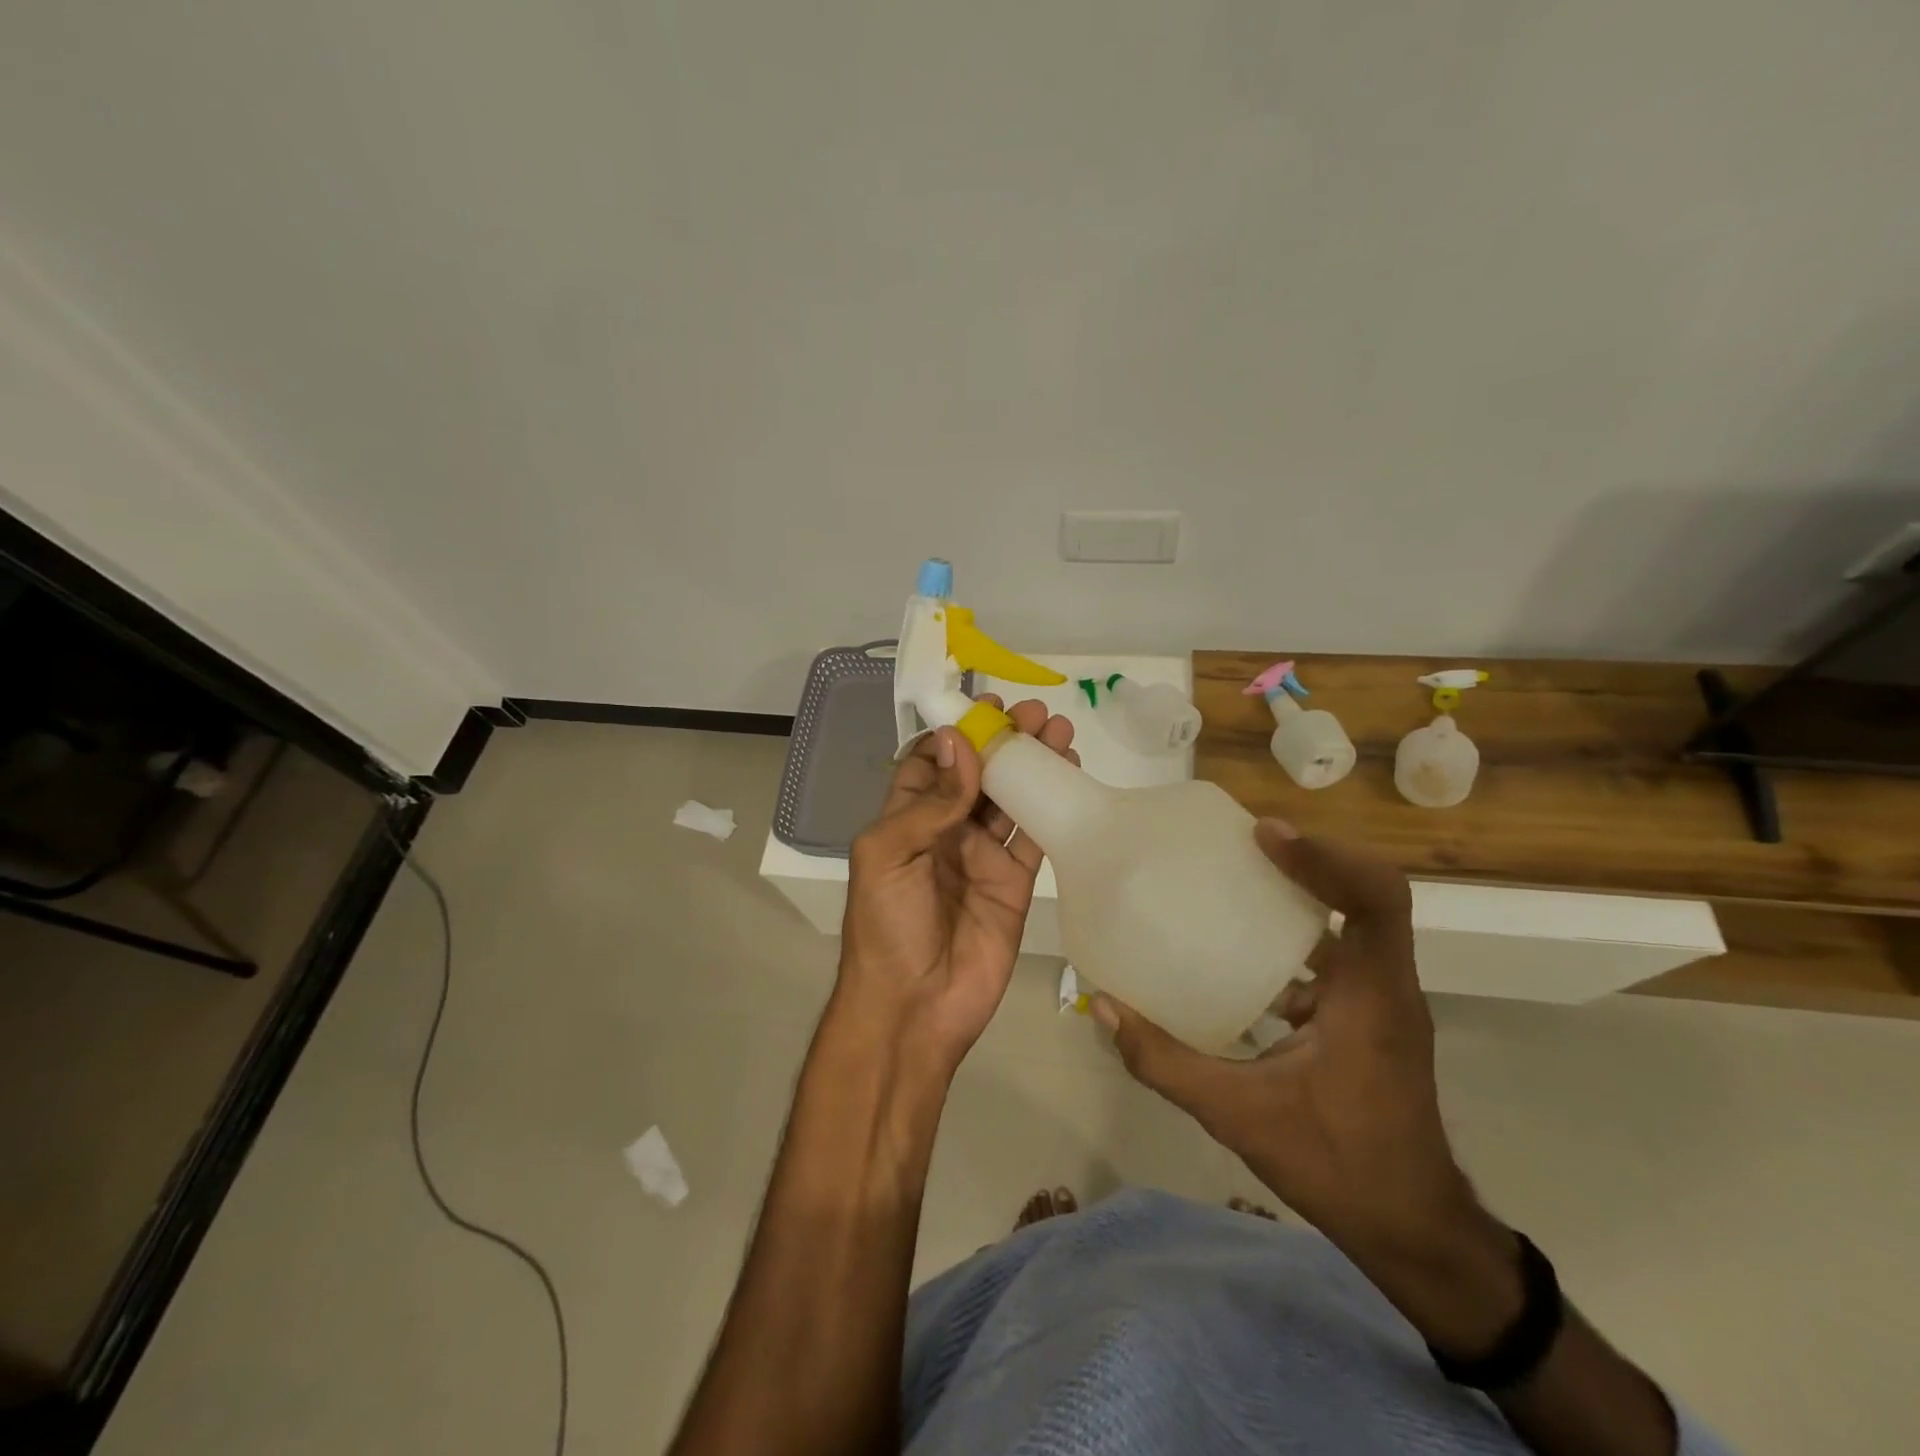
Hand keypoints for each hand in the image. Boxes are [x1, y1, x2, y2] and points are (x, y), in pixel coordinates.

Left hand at [834, 698, 1077, 1077]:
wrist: (914, 1006)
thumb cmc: (886, 925)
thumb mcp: (887, 854)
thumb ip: (928, 802)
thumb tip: (961, 743)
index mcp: (905, 819)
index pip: (933, 763)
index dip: (958, 733)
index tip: (986, 707)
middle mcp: (945, 830)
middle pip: (978, 774)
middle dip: (1004, 742)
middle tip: (1035, 713)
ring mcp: (982, 855)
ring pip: (1011, 798)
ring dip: (1032, 764)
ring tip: (1059, 730)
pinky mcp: (1014, 881)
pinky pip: (1034, 834)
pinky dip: (1051, 804)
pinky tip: (1068, 773)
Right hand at [1093, 821, 1483, 1265]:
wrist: (1413, 1232)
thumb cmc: (1338, 1166)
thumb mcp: (1238, 1115)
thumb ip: (1164, 1062)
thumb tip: (1104, 1007)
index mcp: (1372, 997)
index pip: (1375, 899)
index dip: (1324, 856)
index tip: (1263, 836)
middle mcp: (1386, 987)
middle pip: (1367, 894)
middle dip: (1310, 860)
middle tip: (1243, 844)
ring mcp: (1382, 1002)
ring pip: (1354, 922)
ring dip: (1304, 894)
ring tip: (1239, 879)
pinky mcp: (1368, 1018)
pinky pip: (1338, 956)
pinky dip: (1295, 938)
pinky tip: (1242, 952)